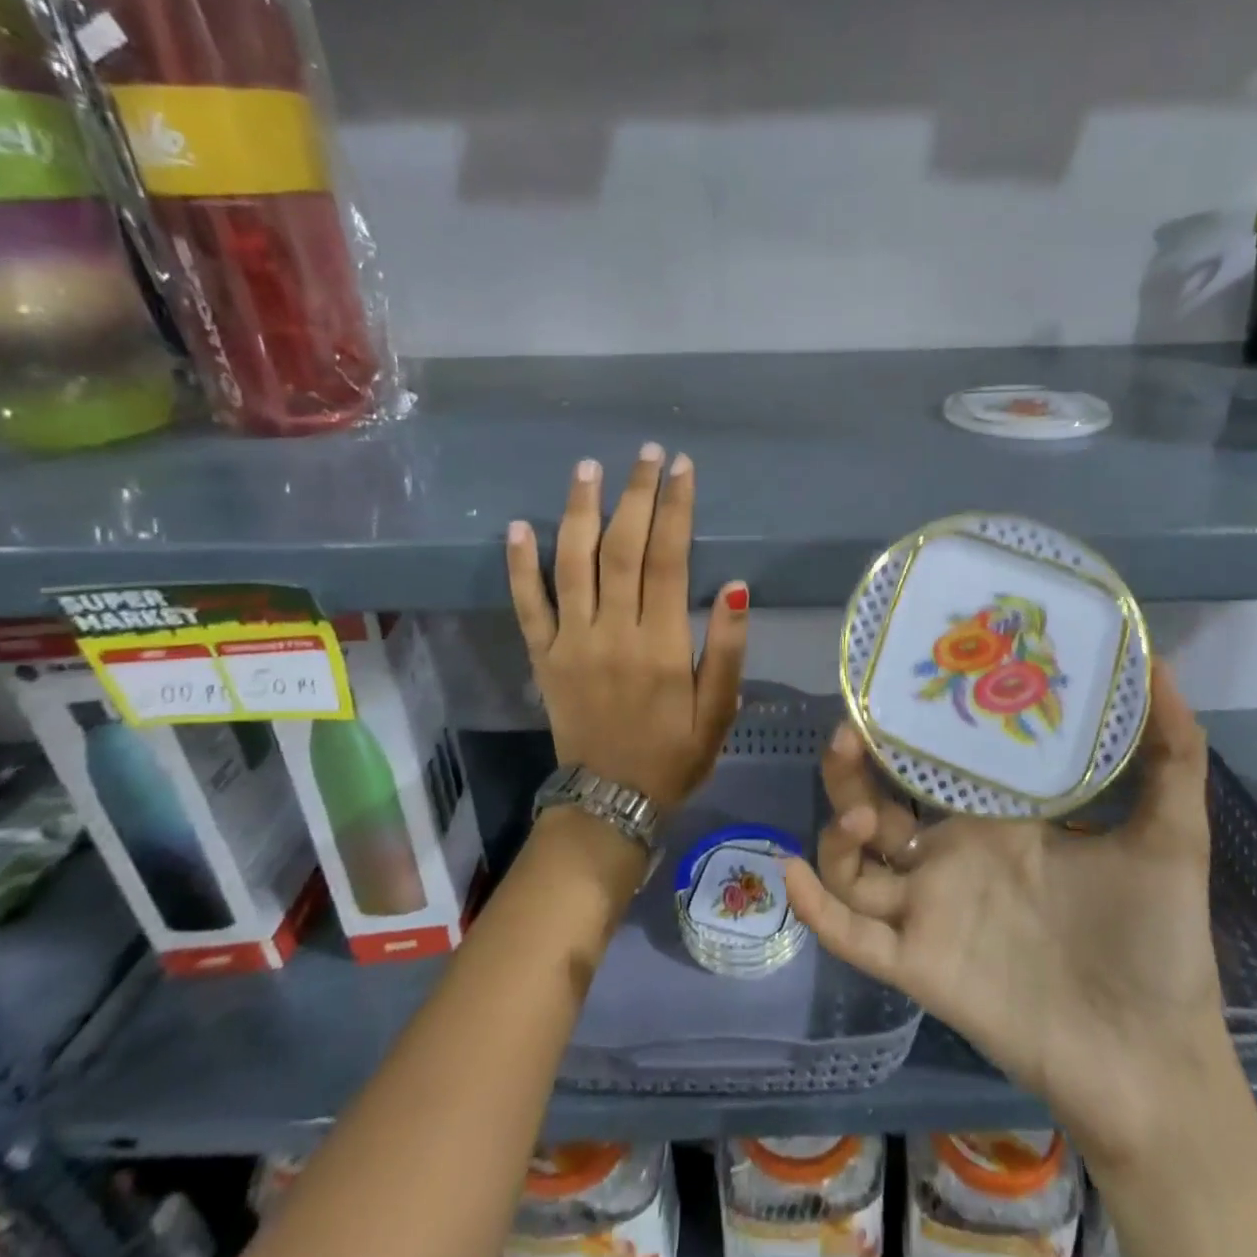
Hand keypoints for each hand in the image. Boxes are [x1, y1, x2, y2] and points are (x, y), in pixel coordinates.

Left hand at [506, 446, 749, 808]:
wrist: (611, 802)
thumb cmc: (675, 754)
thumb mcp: (720, 711)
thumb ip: (730, 649)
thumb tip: (739, 587)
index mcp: (662, 645)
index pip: (669, 560)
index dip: (676, 509)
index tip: (681, 468)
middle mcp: (613, 633)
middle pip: (622, 549)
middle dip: (636, 495)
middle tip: (646, 453)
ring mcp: (571, 643)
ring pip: (572, 564)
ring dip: (580, 511)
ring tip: (589, 468)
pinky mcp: (542, 657)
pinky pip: (526, 605)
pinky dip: (520, 565)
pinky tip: (518, 526)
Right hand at [783, 659, 1222, 1156]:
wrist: (1153, 1058)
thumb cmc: (1158, 940)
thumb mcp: (1170, 834)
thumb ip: (1171, 753)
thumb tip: (1159, 662)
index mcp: (996, 820)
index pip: (933, 763)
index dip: (907, 727)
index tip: (892, 685)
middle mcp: (952, 856)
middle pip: (877, 804)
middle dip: (852, 769)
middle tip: (849, 733)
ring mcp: (930, 909)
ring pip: (854, 862)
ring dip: (837, 831)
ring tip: (861, 814)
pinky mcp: (919, 963)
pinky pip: (854, 935)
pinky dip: (817, 909)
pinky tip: (793, 875)